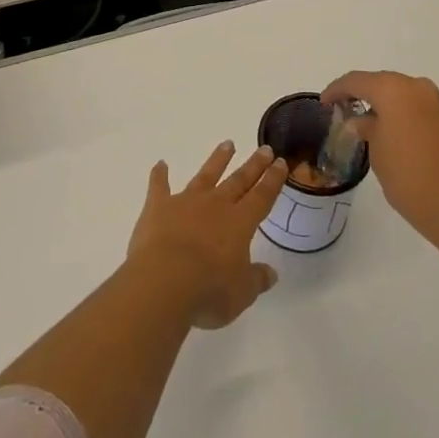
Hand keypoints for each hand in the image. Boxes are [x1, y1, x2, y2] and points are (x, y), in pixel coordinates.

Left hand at [127, 141, 288, 328]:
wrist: (164, 282)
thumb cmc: (209, 290)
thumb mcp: (242, 293)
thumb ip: (257, 279)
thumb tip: (271, 273)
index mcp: (240, 223)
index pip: (262, 196)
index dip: (272, 180)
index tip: (280, 162)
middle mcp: (215, 205)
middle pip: (238, 180)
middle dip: (253, 165)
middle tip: (264, 148)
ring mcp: (186, 202)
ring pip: (205, 175)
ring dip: (217, 160)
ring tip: (227, 144)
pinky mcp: (159, 207)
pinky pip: (159, 186)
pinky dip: (159, 175)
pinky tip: (161, 164)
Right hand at [320, 71, 438, 245]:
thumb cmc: (409, 178)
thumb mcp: (377, 152)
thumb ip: (367, 129)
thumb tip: (362, 121)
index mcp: (395, 90)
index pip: (357, 81)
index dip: (337, 90)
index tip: (324, 103)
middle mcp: (418, 88)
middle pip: (382, 83)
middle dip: (362, 95)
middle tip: (343, 110)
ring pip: (403, 95)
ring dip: (385, 105)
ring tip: (368, 124)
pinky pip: (419, 109)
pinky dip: (404, 115)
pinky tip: (395, 134)